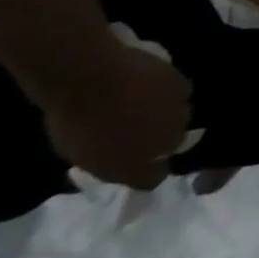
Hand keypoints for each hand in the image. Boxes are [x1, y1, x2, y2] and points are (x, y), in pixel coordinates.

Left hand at [42, 32, 192, 188]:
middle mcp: (166, 144)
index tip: (136, 159)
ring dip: (166, 115)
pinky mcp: (184, 88)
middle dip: (160, 139)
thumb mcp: (80, 154)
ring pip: (179, 118)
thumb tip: (119, 159)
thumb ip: (107, 160)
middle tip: (140, 128)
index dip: (147, 169)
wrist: (91, 79)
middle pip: (172, 145)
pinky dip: (169, 92)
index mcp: (136, 167)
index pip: (153, 178)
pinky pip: (181, 93)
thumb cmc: (73, 123)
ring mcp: (179, 114)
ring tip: (147, 104)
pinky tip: (152, 85)